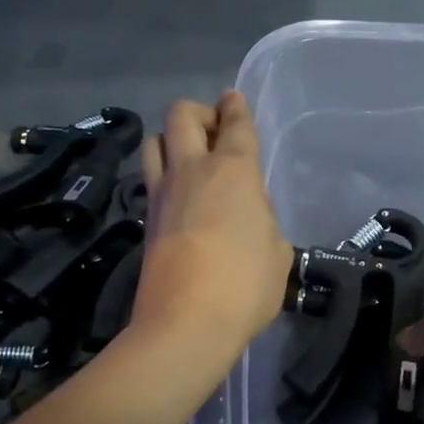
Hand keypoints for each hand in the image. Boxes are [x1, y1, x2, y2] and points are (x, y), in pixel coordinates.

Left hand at [132, 93, 292, 362]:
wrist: (185, 324)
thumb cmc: (245, 285)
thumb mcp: (278, 251)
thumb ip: (264, 221)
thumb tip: (249, 218)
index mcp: (234, 170)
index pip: (235, 124)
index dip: (236, 106)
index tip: (234, 98)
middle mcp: (193, 170)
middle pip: (181, 115)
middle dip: (199, 112)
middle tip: (215, 131)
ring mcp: (162, 193)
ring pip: (154, 141)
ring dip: (172, 138)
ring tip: (191, 158)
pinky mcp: (145, 219)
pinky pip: (151, 178)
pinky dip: (164, 173)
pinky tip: (180, 194)